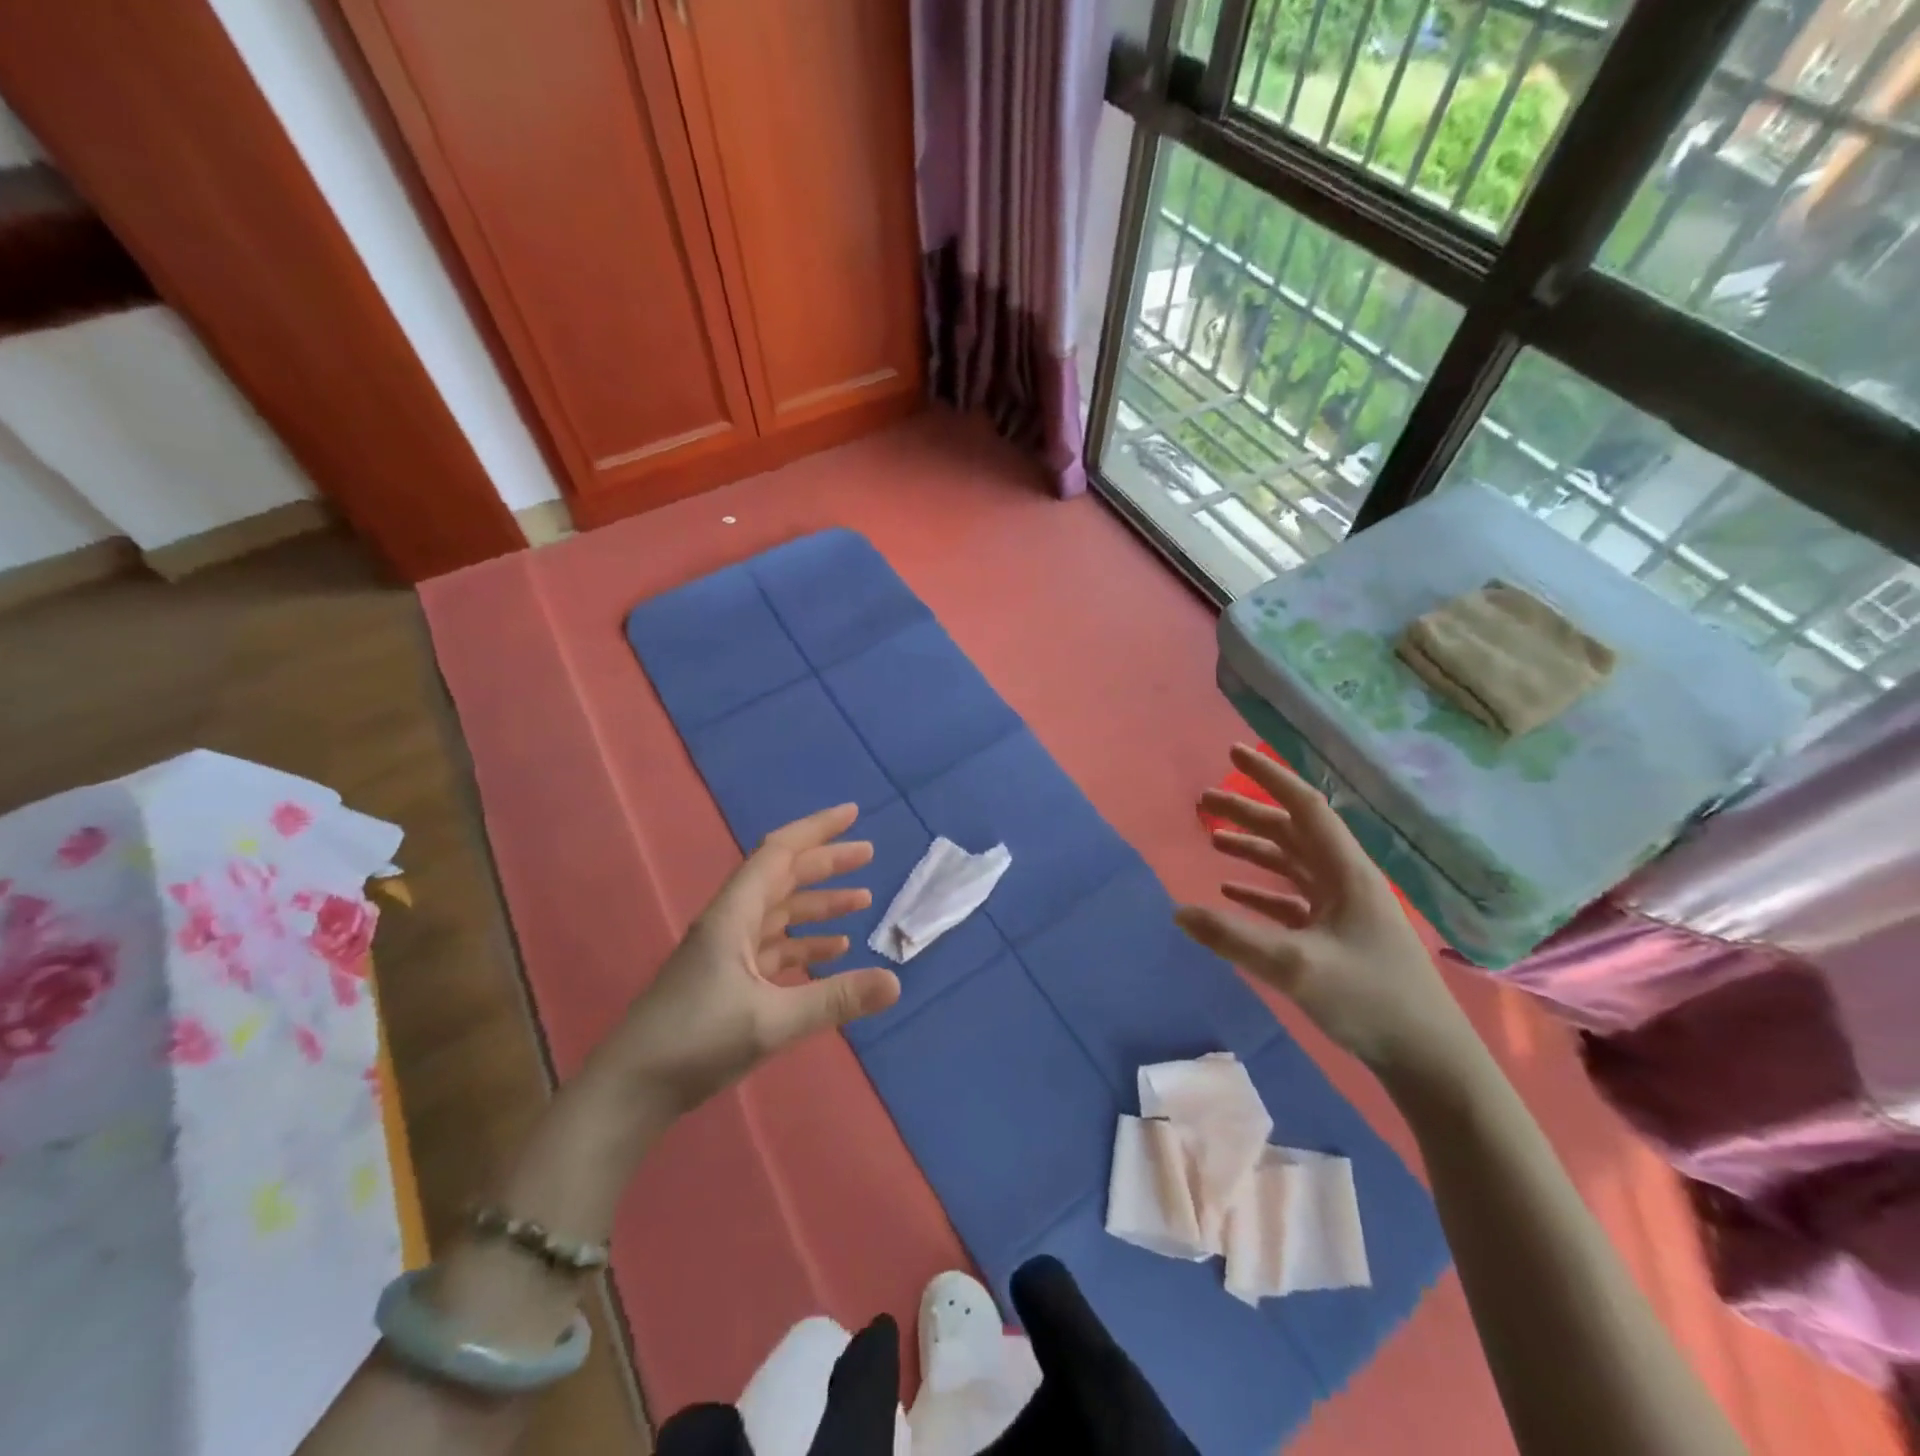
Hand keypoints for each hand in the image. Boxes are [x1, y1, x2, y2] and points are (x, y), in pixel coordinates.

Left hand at [597, 804, 901, 1112]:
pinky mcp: (726, 981)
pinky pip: (774, 947)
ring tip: (861, 902)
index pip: (778, 853)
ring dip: (818, 904)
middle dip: (825, 864)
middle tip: (868, 855)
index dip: (816, 830)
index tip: (853, 814)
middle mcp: (729, 924)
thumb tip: (895, 981)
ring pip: (780, 913)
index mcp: (733, 916)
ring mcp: (726, 953)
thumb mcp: (771, 1021)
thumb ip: (834, 999)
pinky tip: (832, 952)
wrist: (629, 1091)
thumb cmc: (695, 1043)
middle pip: (782, 878)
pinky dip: (804, 943)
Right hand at [1175, 745, 1481, 1087]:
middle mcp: (1344, 881)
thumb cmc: (1370, 1000)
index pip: (1304, 807)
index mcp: (1346, 872)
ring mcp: (1342, 910)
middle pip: (1291, 831)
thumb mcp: (1296, 967)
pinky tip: (1233, 893)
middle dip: (1248, 812)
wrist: (1428, 1060)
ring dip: (1253, 849)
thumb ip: (1234, 939)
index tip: (1233, 752)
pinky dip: (1261, 891)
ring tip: (1212, 839)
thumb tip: (1178, 912)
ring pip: (1291, 864)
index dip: (1268, 777)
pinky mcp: (1337, 937)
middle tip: (1203, 801)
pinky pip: (1291, 900)